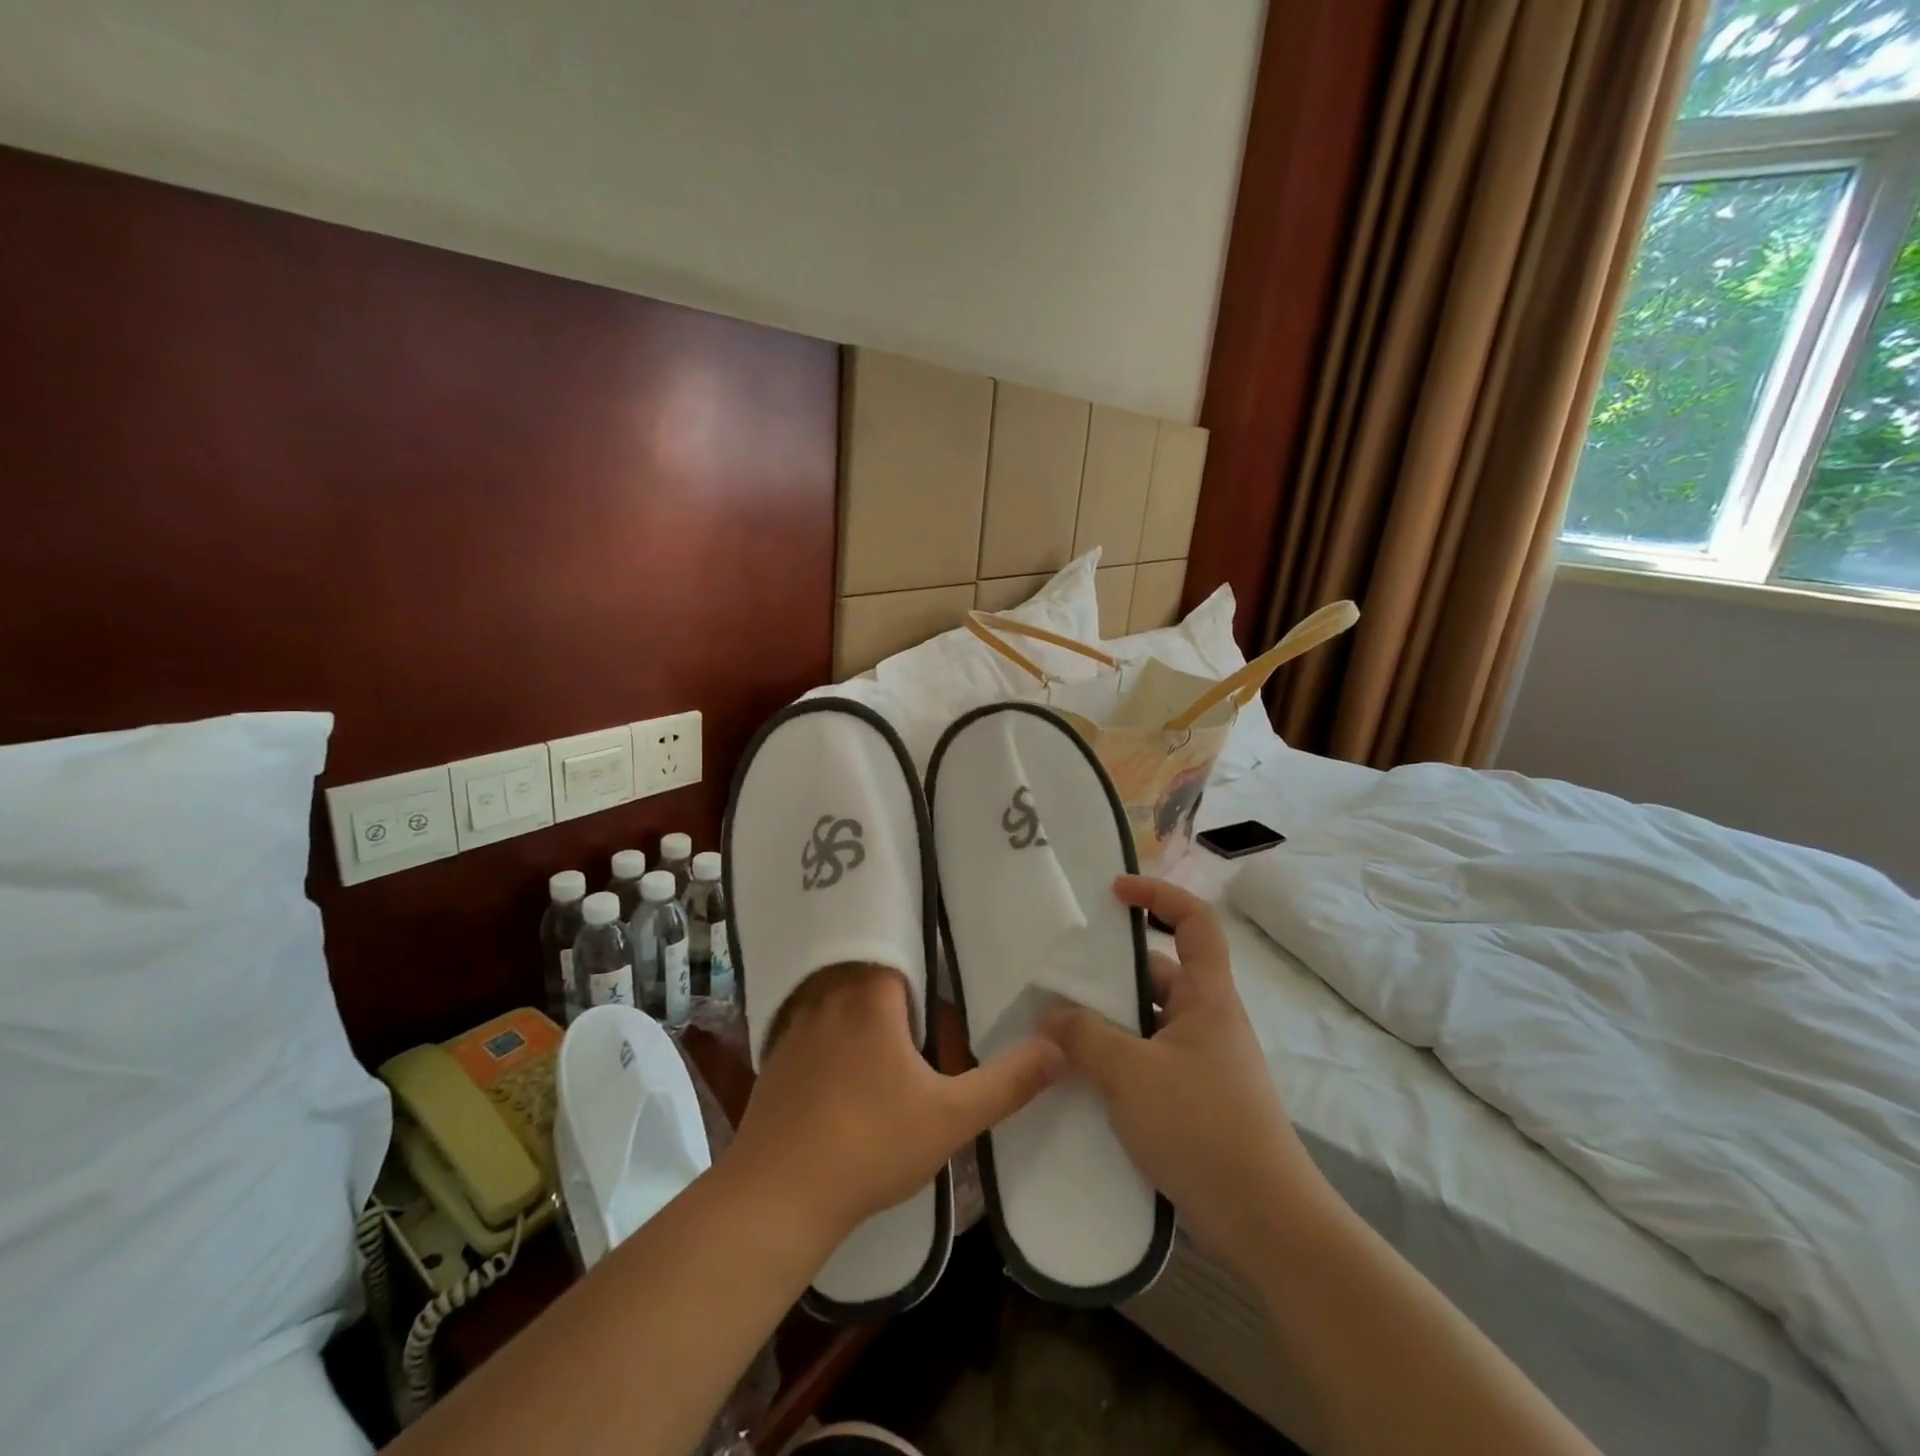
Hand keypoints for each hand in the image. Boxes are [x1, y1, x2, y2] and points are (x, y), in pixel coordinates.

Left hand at [728, 964, 1062, 1246]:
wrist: (777, 1197)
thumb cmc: (870, 1145)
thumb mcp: (951, 1117)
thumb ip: (1007, 1082)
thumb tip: (1057, 1048)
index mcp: (869, 995)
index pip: (898, 954)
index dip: (922, 966)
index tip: (942, 980)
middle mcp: (826, 997)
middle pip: (867, 975)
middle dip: (896, 992)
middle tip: (924, 1016)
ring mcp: (793, 1027)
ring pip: (835, 1001)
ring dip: (860, 1014)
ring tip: (887, 1041)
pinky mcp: (773, 1059)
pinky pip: (809, 1030)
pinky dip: (829, 1039)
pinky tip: (843, 1074)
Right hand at [1042, 876, 1331, 1268]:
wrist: (1265, 1222)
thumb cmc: (1202, 1126)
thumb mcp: (1131, 1073)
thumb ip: (1084, 1037)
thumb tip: (1049, 1015)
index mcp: (1207, 996)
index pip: (1194, 921)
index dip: (1158, 894)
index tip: (1115, 891)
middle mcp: (1207, 1020)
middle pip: (1159, 972)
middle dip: (1111, 971)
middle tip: (1060, 973)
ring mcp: (1201, 1062)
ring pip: (1148, 1021)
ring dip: (1107, 1020)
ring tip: (1056, 1025)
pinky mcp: (1193, 1100)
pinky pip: (1147, 1059)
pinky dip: (1115, 1058)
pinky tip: (1078, 1076)